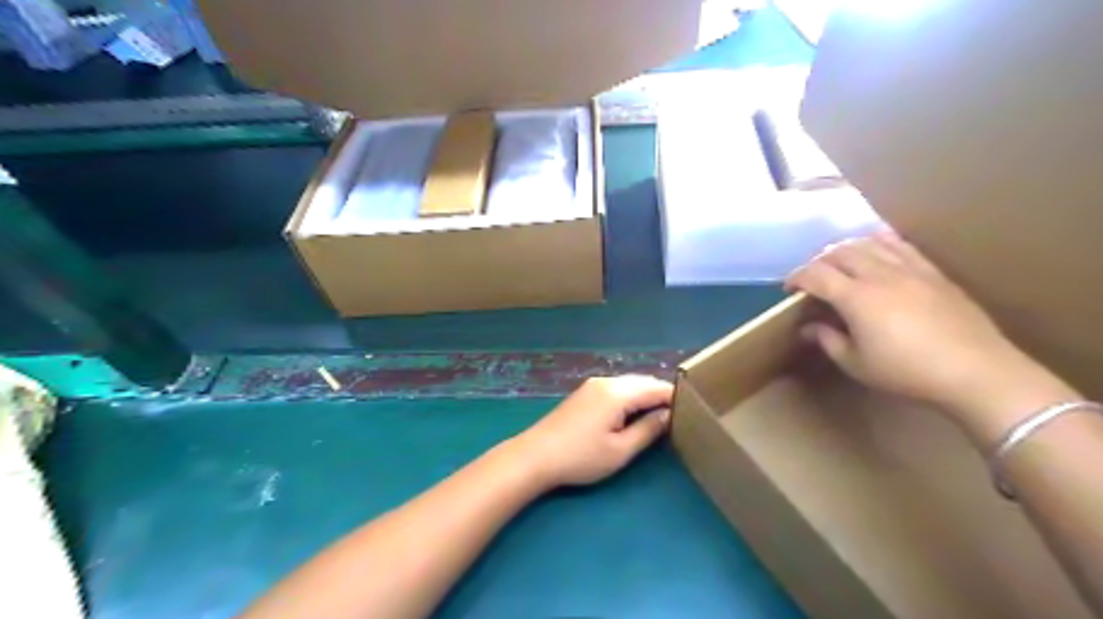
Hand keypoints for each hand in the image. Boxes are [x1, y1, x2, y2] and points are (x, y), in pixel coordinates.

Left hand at [513, 375, 675, 490]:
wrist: (536, 456)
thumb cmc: (581, 457)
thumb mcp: (620, 450)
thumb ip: (648, 430)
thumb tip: (668, 415)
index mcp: (618, 393)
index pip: (656, 388)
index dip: (676, 398)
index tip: (693, 411)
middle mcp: (607, 381)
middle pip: (643, 382)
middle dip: (662, 395)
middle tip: (680, 415)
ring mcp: (593, 385)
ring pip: (629, 384)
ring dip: (646, 396)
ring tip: (661, 416)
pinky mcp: (584, 393)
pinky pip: (616, 388)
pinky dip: (631, 397)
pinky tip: (634, 413)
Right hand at [789, 232, 1072, 439]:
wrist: (975, 371)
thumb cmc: (907, 372)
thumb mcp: (856, 364)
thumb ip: (828, 340)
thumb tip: (809, 327)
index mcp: (857, 298)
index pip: (816, 274)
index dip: (797, 277)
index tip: (789, 289)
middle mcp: (880, 275)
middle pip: (840, 252)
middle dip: (818, 262)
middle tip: (812, 279)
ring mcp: (909, 269)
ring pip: (868, 243)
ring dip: (846, 249)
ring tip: (839, 263)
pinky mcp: (932, 272)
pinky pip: (900, 245)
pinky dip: (880, 241)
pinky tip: (874, 247)